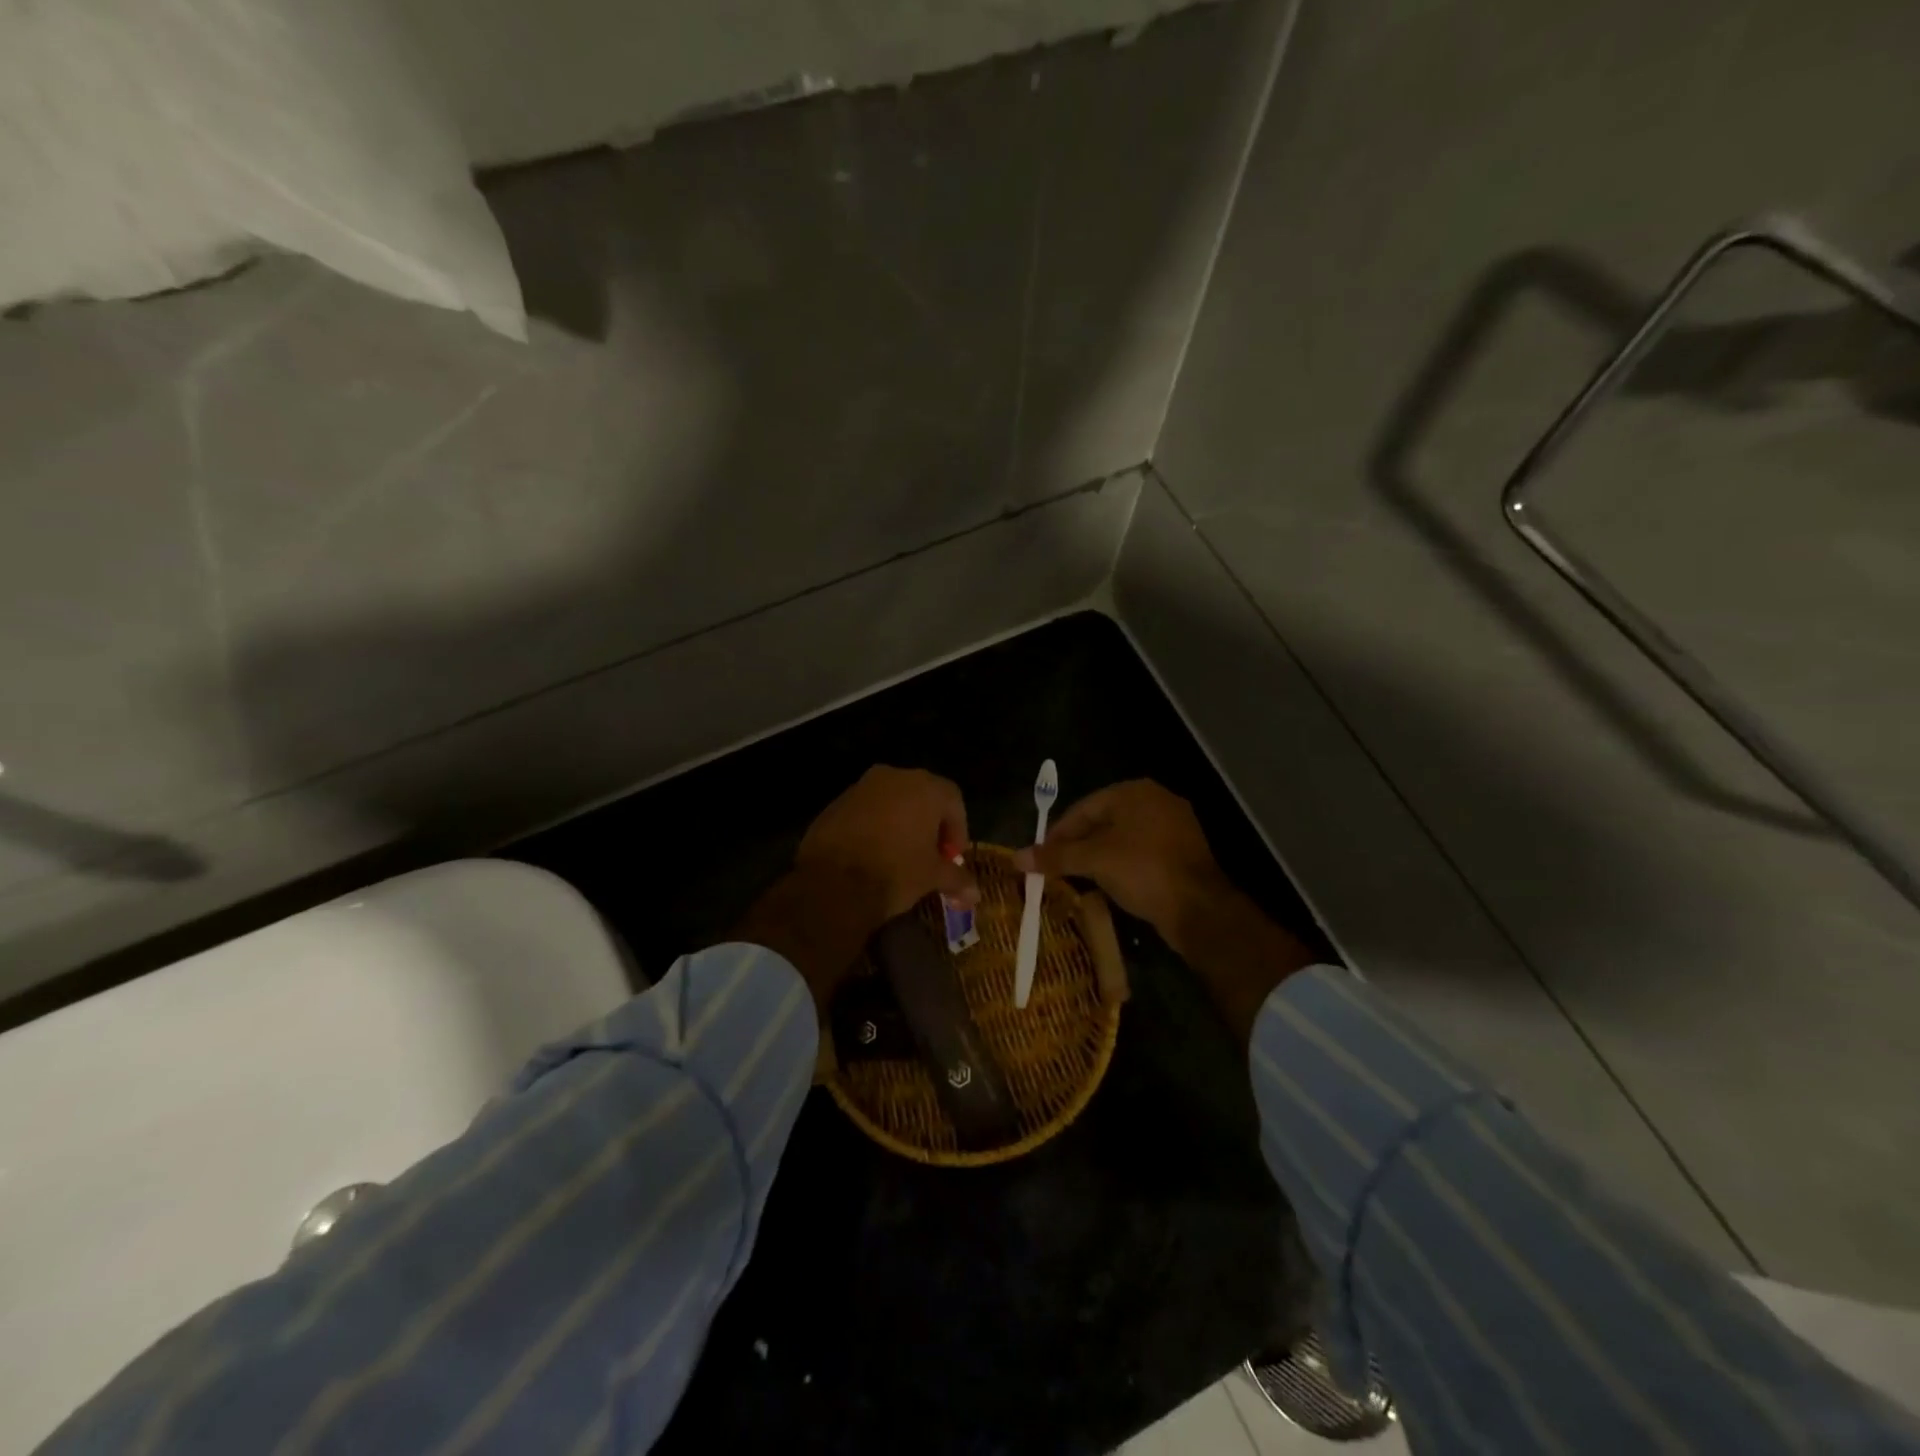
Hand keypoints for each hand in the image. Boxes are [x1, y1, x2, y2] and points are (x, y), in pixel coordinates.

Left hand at [797, 766, 977, 925]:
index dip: (958, 830)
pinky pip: (865, 811)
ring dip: (900, 824)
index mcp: (925, 787)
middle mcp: (894, 776)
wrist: (833, 882)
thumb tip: (975, 895)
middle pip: (922, 796)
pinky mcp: (836, 803)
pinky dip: (874, 827)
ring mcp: (861, 787)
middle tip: (930, 856)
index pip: (954, 800)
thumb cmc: (895, 871)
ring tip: (900, 857)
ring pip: (891, 802)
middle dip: (930, 825)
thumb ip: (957, 880)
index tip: (952, 857)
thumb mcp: (932, 877)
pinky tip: (872, 855)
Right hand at [1013, 780, 1228, 953]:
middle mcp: (1156, 801)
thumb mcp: (1093, 861)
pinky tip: (1108, 884)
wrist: (1198, 908)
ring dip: (1098, 857)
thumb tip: (1016, 857)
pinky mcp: (1182, 853)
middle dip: (1077, 845)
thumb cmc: (1142, 870)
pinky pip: (1141, 853)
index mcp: (1134, 792)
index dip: (1058, 832)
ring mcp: (1173, 827)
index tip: (1040, 856)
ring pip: (1122, 838)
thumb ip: (1055, 857)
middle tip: (1055, 868)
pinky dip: (1121, 865)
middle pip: (1102, 821)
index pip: (1083, 807)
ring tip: (1076, 878)